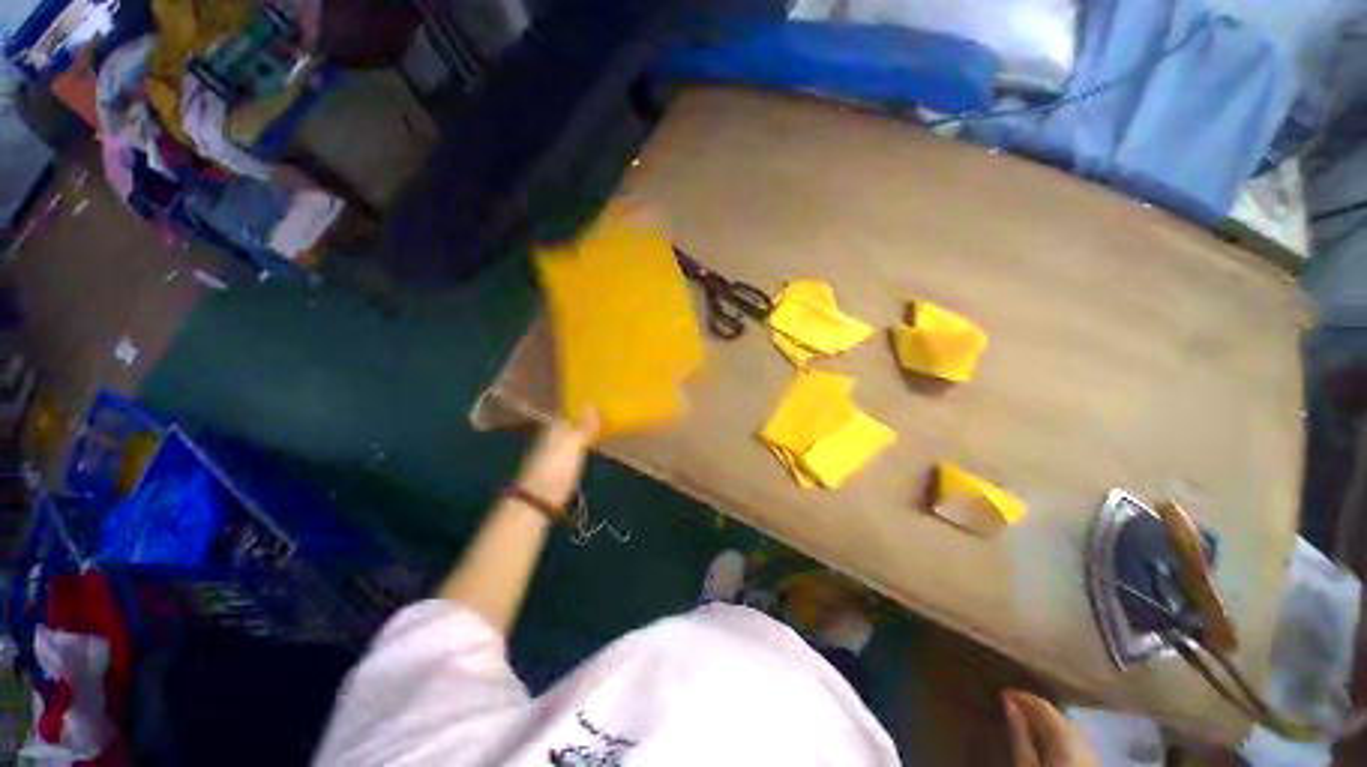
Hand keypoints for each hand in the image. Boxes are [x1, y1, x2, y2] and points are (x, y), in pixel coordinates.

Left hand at [513, 411, 599, 508]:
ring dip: (586, 430)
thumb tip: (593, 404)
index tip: (601, 397)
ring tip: (605, 425)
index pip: (569, 409)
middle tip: (607, 410)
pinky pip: (575, 447)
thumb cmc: (556, 469)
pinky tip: (594, 444)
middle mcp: (553, 435)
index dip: (583, 403)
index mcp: (555, 427)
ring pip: (573, 434)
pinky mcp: (559, 466)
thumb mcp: (573, 445)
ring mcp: (555, 451)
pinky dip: (584, 443)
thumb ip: (583, 427)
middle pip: (571, 421)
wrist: (537, 501)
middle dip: (586, 416)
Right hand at [1004, 691, 1096, 766]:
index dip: (1022, 696)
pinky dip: (1055, 737)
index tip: (1002, 693)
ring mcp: (1091, 755)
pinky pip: (1073, 743)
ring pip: (1066, 730)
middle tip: (1010, 707)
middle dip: (1034, 711)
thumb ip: (1019, 734)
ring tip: (1024, 723)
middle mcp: (1084, 742)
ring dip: (1045, 724)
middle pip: (1057, 717)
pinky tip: (1043, 742)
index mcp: (1067, 738)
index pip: (1043, 706)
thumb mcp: (1025, 765)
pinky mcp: (1091, 765)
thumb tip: (1008, 702)